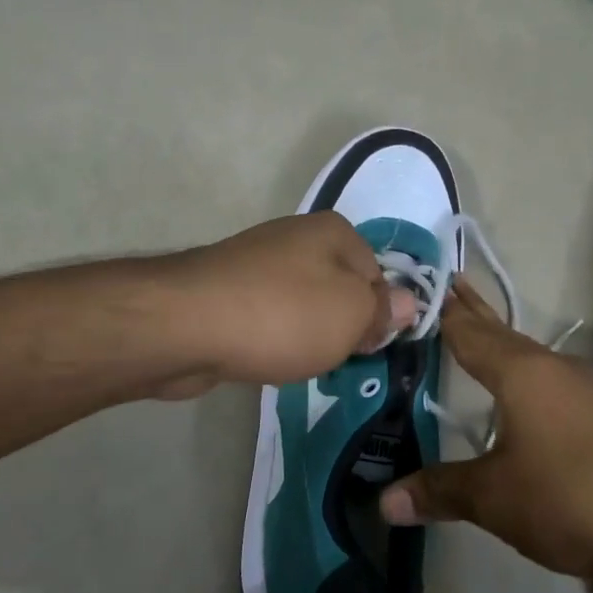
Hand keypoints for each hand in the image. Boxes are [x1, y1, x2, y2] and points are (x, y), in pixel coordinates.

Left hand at [161, 212, 416, 395]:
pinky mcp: (226, 292)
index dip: (378, 315)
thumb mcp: (352, 315)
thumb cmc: (283, 315)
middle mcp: (295, 237)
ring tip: (294, 360)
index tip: (366, 347)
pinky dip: (270, 338)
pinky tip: (262, 356)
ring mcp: (255, 262)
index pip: (377, 275)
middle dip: (340, 326)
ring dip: (305, 336)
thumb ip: (383, 310)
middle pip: (338, 289)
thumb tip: (408, 302)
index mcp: (333, 232)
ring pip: (301, 305)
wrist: (185, 324)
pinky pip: (266, 317)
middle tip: (332, 357)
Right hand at [377, 279, 592, 588]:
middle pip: (504, 334)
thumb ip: (439, 491)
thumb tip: (385, 502)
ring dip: (504, 347)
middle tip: (451, 288)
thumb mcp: (494, 498)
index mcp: (521, 374)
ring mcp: (590, 391)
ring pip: (533, 358)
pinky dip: (530, 377)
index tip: (428, 288)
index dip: (446, 314)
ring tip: (481, 340)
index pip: (470, 333)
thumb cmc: (569, 498)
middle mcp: (556, 370)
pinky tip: (530, 396)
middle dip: (475, 314)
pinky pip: (557, 383)